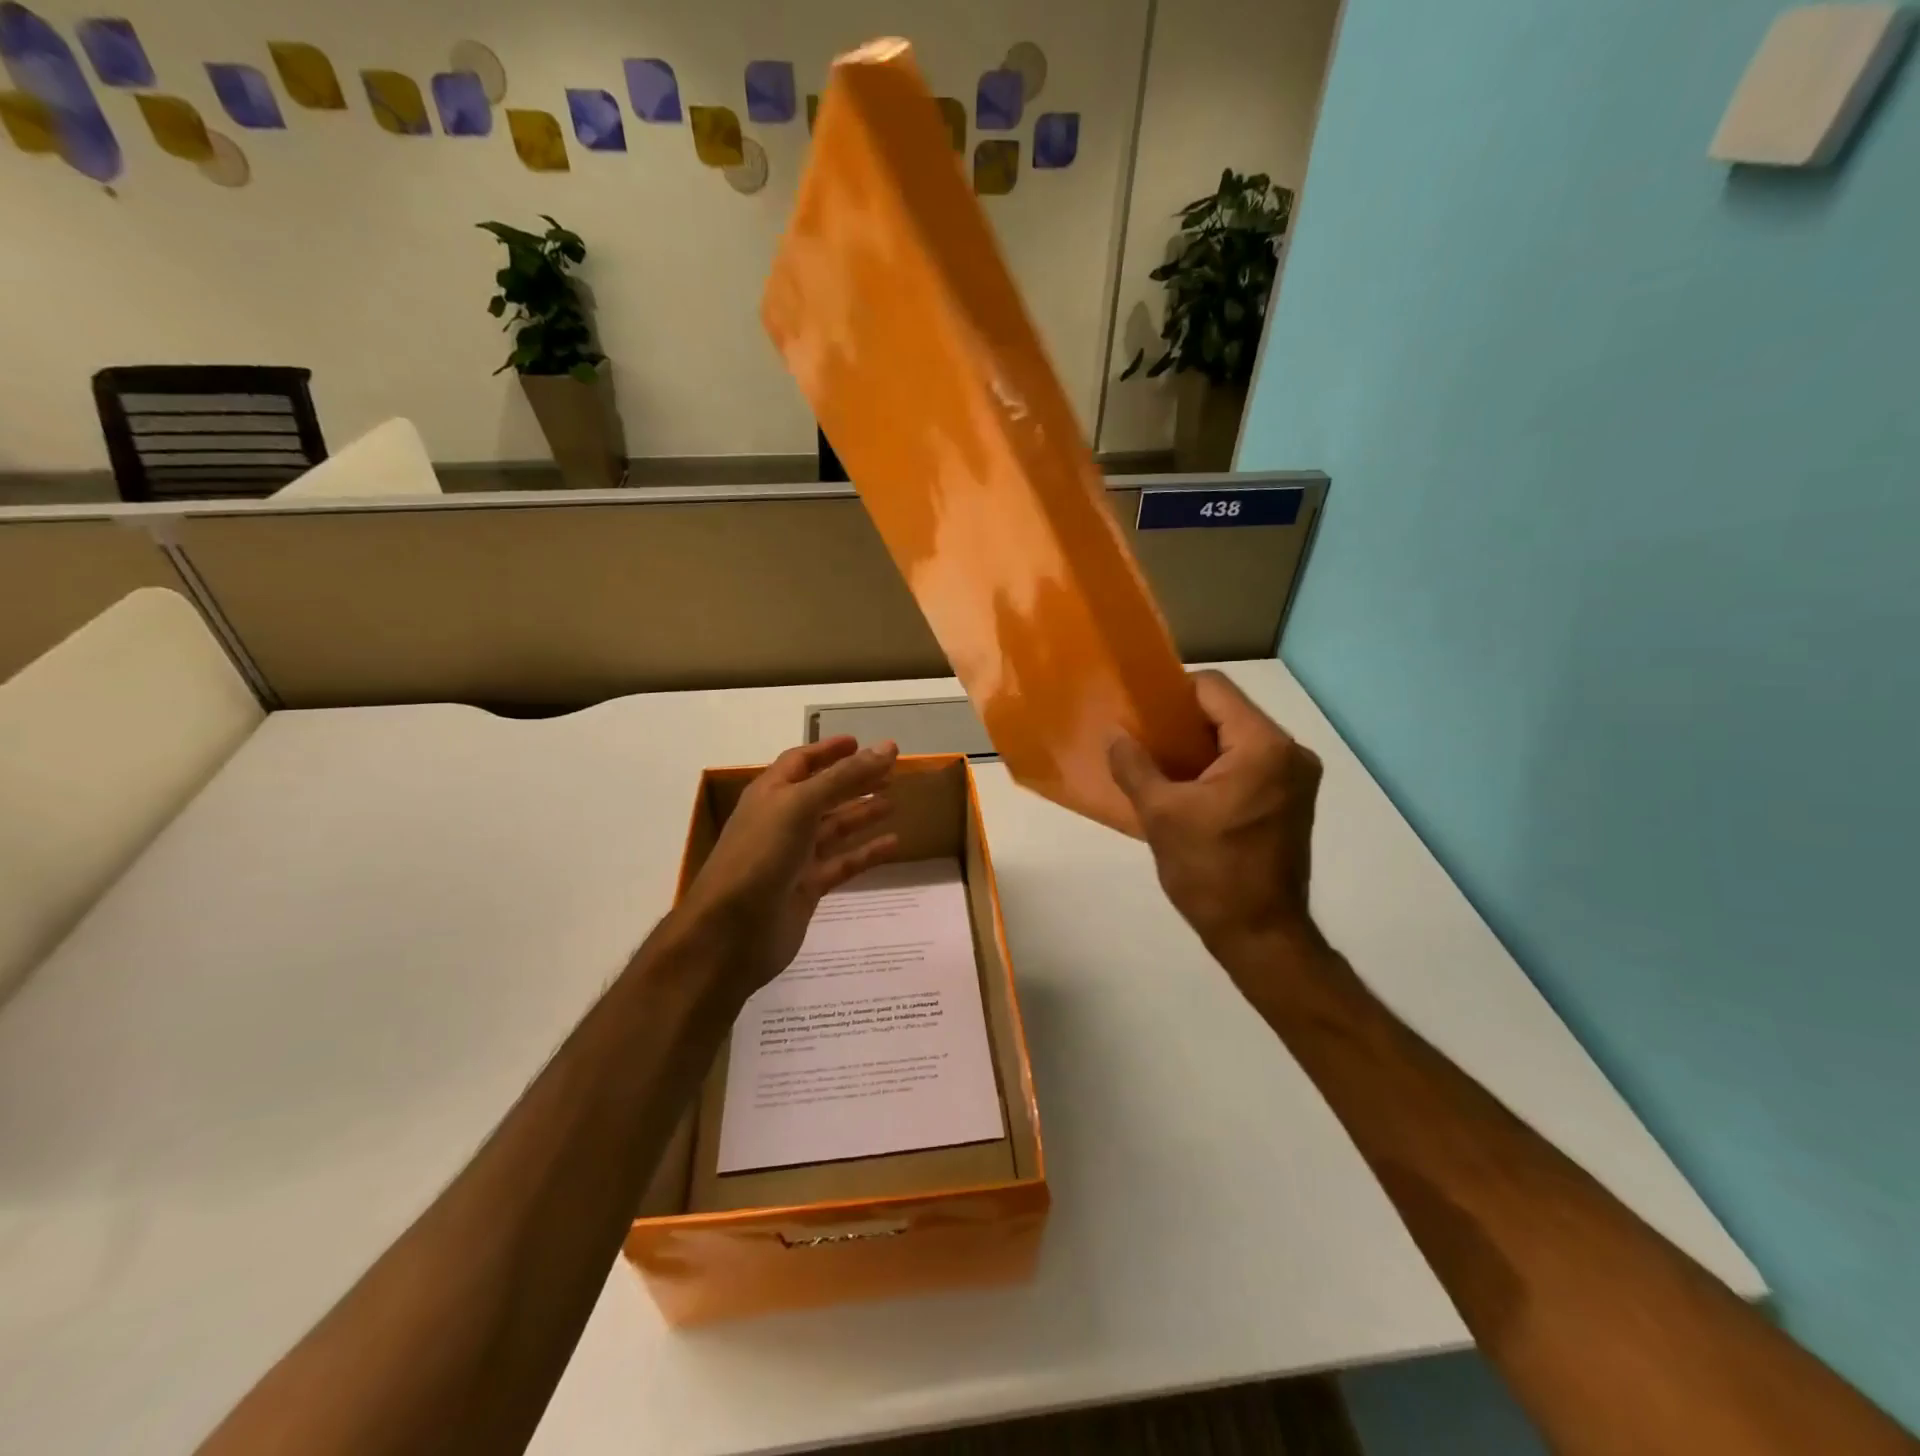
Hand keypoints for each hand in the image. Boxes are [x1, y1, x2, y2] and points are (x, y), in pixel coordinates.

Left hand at [674, 737, 900, 1005]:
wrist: (731, 931)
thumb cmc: (760, 855)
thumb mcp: (801, 805)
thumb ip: (844, 776)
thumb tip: (887, 747)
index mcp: (771, 794)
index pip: (801, 761)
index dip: (829, 750)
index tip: (862, 742)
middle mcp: (782, 821)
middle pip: (823, 793)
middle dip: (854, 780)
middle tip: (892, 771)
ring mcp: (794, 856)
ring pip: (835, 828)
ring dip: (862, 813)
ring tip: (895, 800)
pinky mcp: (807, 888)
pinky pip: (843, 864)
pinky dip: (867, 853)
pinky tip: (893, 844)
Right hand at [1109, 671, 1324, 995]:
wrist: (1261, 936)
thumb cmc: (1211, 872)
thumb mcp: (1161, 815)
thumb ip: (1134, 765)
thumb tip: (1114, 735)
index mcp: (1264, 746)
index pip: (1213, 688)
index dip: (1171, 694)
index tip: (1139, 715)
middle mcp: (1290, 752)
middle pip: (1227, 711)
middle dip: (1182, 723)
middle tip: (1143, 740)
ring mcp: (1297, 777)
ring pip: (1237, 738)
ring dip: (1198, 746)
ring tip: (1158, 764)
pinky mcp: (1293, 799)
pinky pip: (1249, 763)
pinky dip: (1217, 766)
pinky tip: (1187, 788)